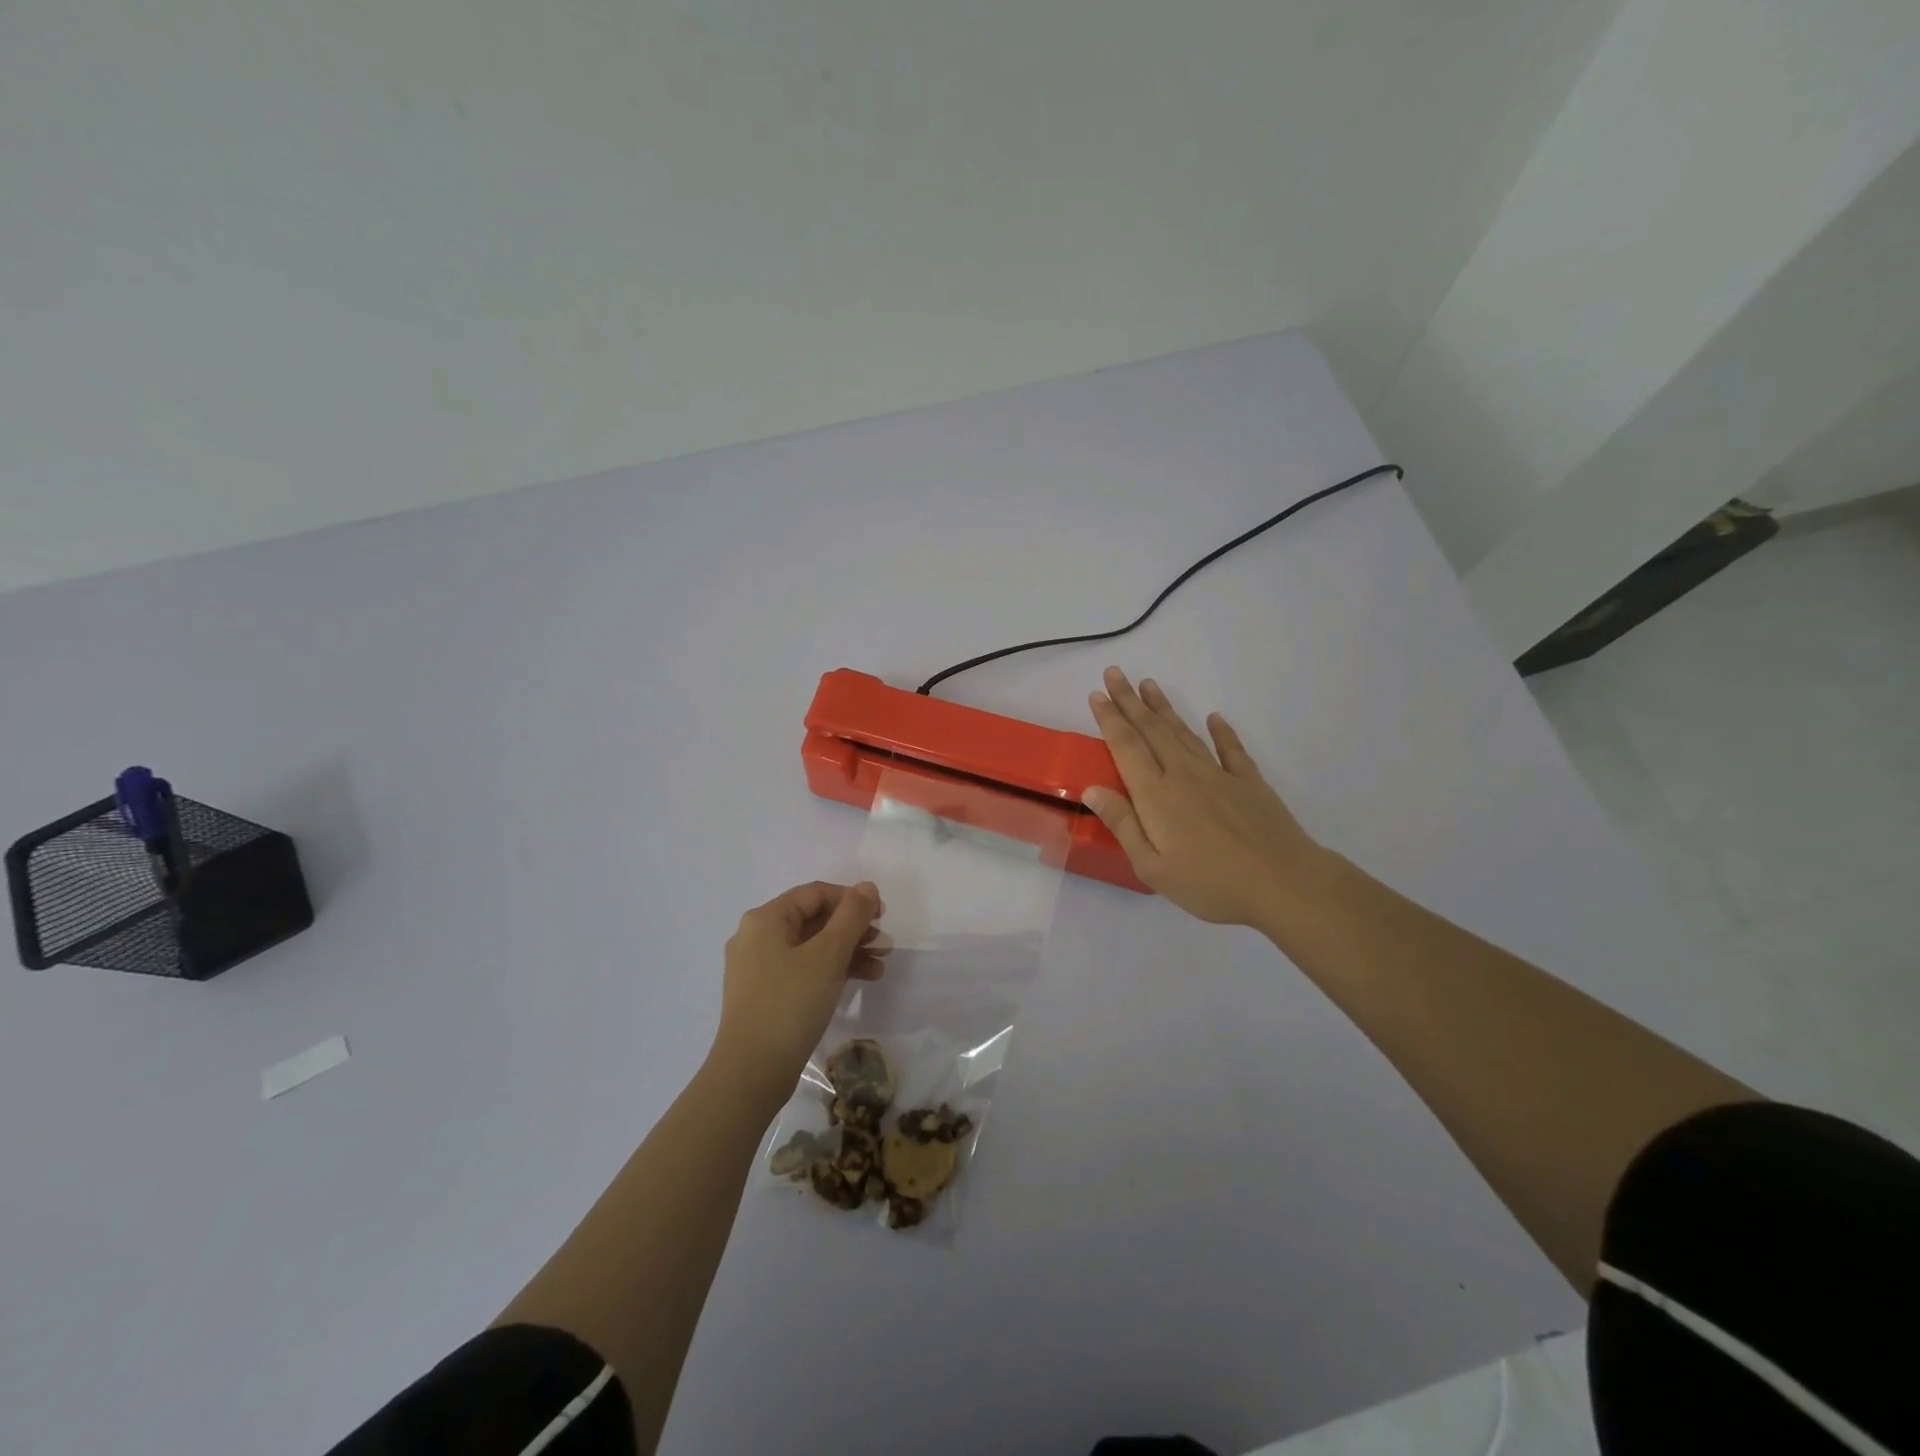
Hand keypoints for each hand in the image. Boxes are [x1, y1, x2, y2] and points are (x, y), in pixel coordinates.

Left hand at [711, 881, 888, 1106]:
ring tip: (880, 965)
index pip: (815, 894)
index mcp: (765, 919)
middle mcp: (757, 937)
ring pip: (812, 947)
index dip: (852, 900)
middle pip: (814, 920)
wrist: (751, 1073)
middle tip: (886, 944)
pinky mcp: (765, 995)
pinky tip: (861, 981)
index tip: (882, 916)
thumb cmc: (790, 1003)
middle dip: (853, 929)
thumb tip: (867, 887)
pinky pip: (803, 970)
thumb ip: (852, 916)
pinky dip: (831, 971)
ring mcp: (758, 968)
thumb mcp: (828, 955)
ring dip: (848, 951)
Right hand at [1084, 667, 1325, 928]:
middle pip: (1152, 730)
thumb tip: (1092, 789)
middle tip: (1116, 673)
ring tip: (1149, 685)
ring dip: (1164, 708)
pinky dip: (1222, 732)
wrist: (1282, 882)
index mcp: (1156, 794)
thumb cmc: (1209, 882)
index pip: (1126, 746)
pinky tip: (1215, 718)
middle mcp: (1184, 774)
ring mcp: (1219, 775)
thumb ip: (1122, 823)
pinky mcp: (1249, 783)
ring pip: (1185, 733)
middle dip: (1130, 700)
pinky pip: (1231, 749)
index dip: (1110, 718)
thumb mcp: (1152, 865)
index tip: (1097, 694)